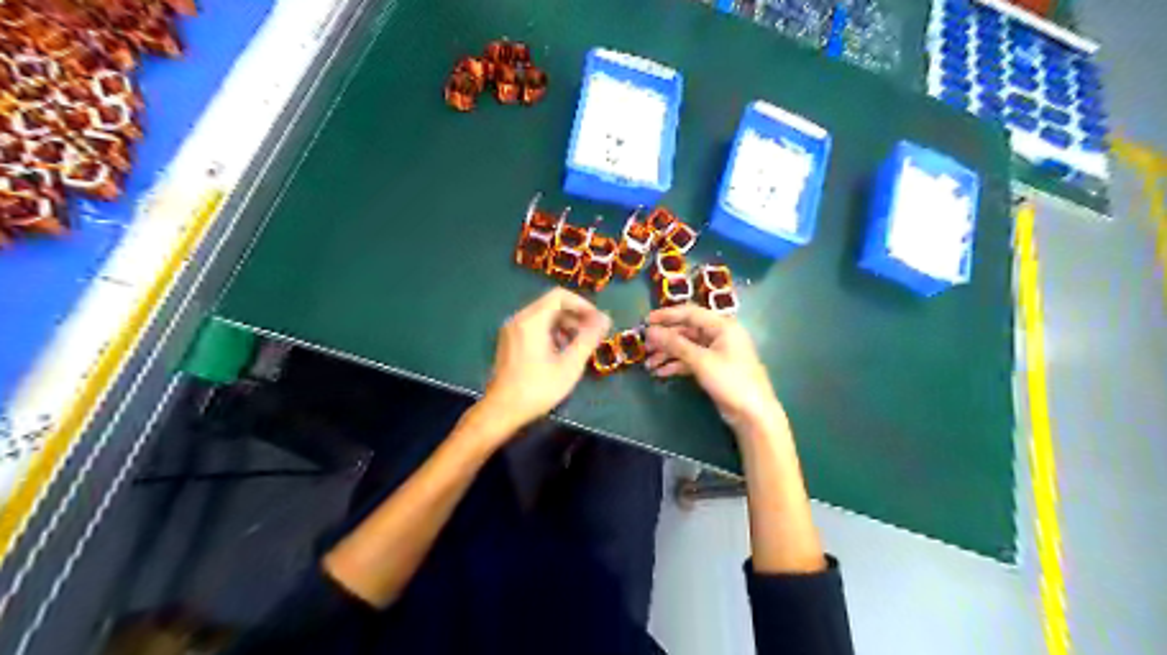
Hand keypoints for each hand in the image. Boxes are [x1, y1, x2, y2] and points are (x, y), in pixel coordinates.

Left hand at [481, 288, 613, 437]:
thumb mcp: (570, 365)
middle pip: (551, 305)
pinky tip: (560, 353)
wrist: (502, 410)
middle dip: (575, 316)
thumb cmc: (538, 388)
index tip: (597, 321)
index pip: (560, 296)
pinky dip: (550, 332)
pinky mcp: (509, 341)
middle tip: (592, 334)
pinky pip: (533, 326)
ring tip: (578, 345)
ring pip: (543, 316)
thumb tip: (605, 319)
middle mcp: (519, 318)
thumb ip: (589, 338)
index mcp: (532, 320)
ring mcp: (511, 330)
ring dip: (564, 325)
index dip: (582, 305)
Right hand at [648, 305, 781, 437]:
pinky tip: (661, 372)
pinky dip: (676, 365)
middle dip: (665, 339)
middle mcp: (720, 335)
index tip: (646, 321)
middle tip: (645, 347)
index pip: (690, 313)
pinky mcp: (714, 368)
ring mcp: (717, 352)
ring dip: (668, 354)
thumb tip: (651, 331)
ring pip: (687, 347)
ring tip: (649, 364)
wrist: (753, 414)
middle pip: (687, 331)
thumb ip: (675, 344)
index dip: (667, 316)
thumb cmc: (731, 381)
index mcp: (722, 326)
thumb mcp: (701, 361)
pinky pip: (691, 360)